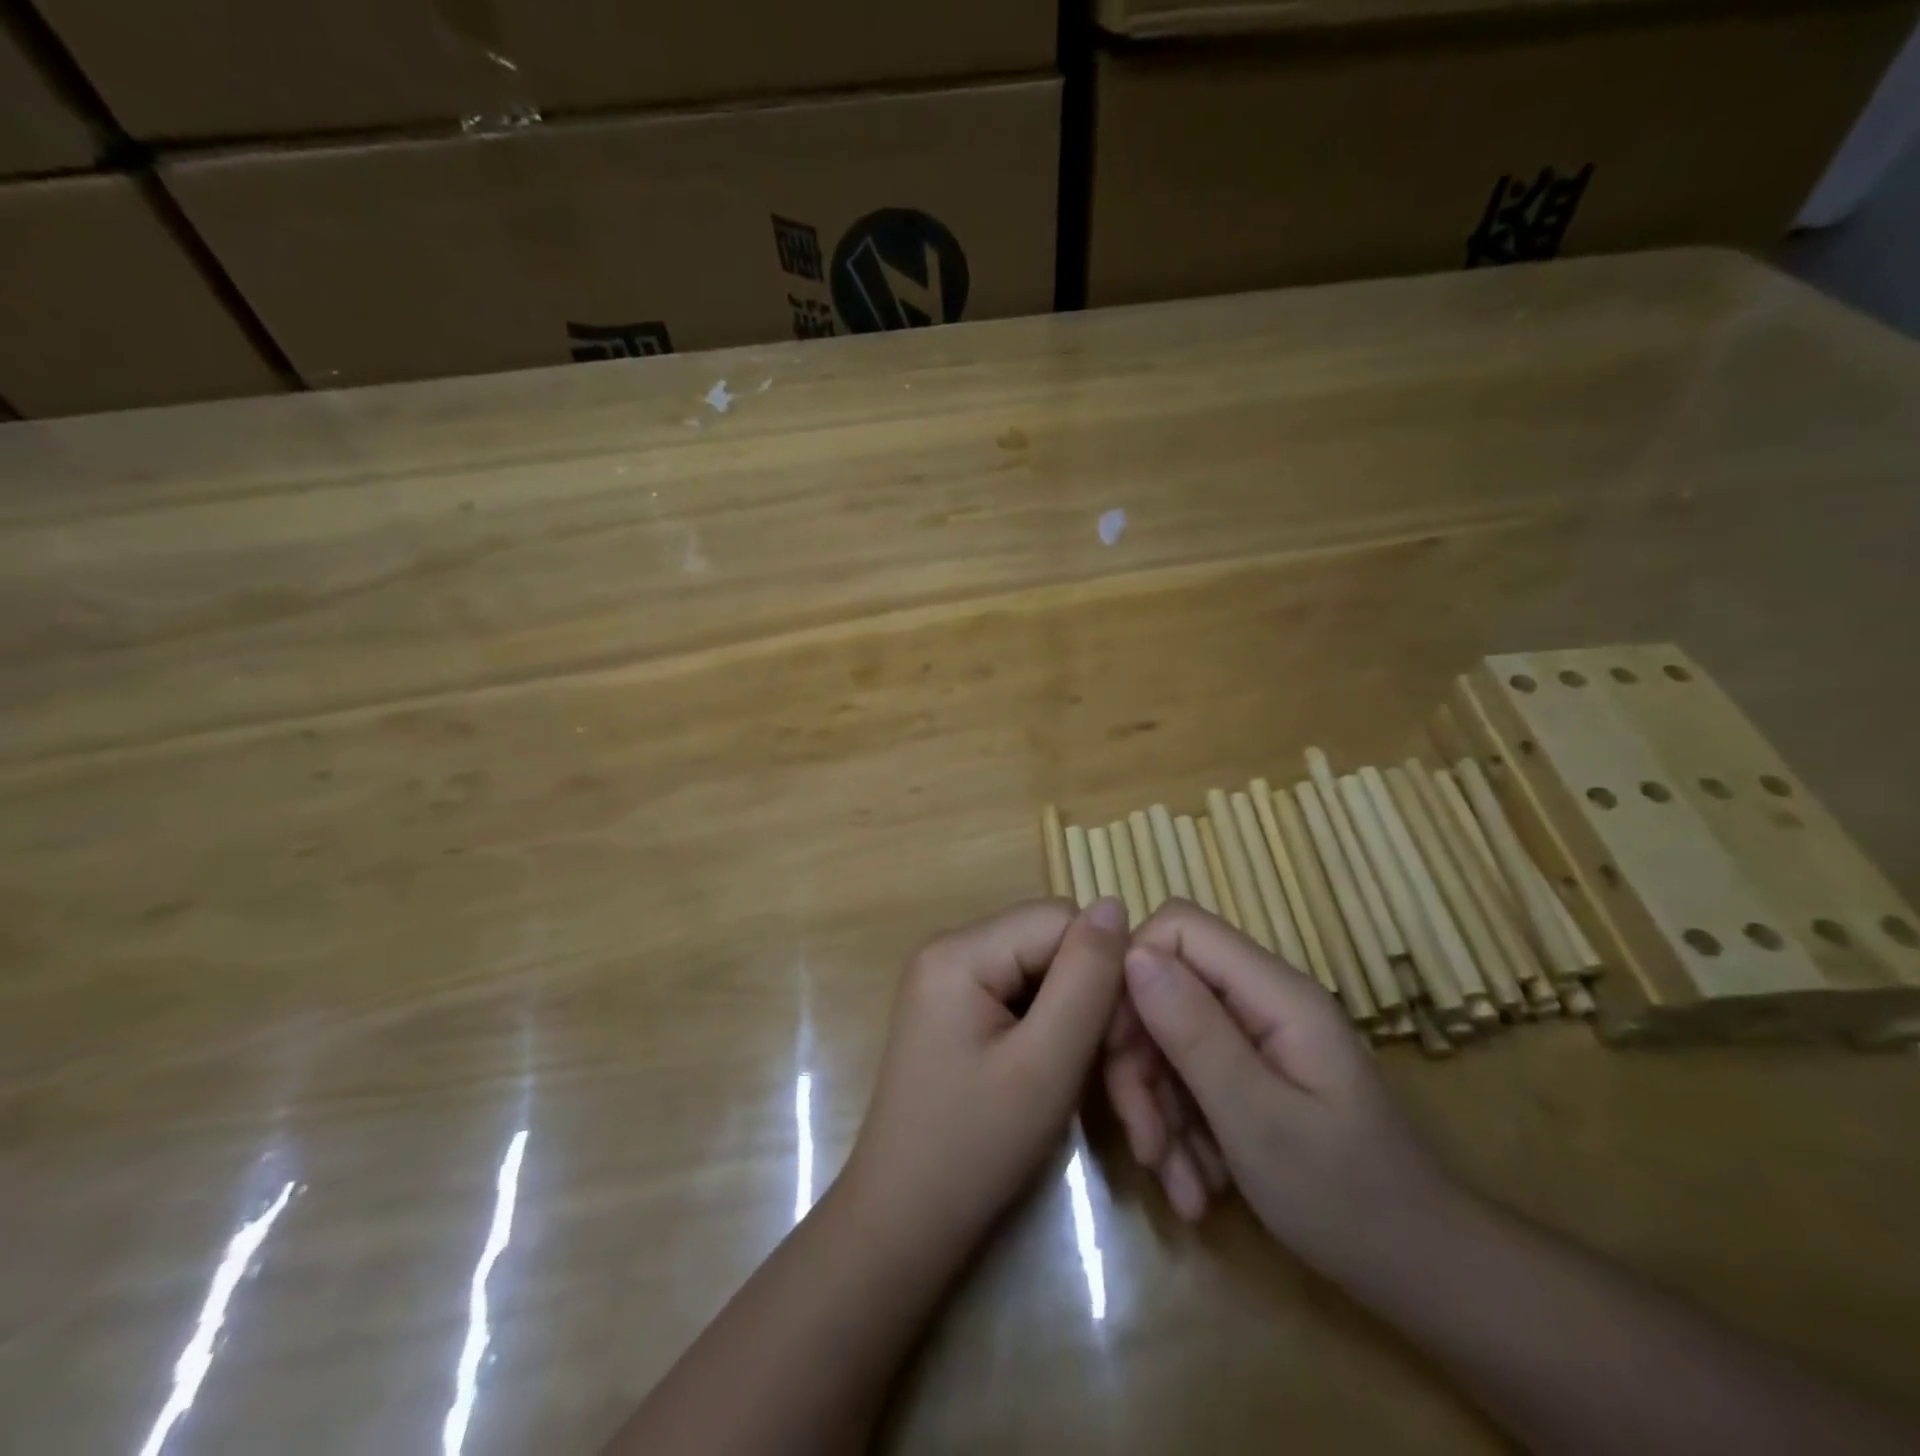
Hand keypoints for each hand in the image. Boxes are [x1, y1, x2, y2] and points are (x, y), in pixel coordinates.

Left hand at [841, 898, 1128, 1248]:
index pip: (1060, 919)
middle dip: (1090, 997)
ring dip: (1075, 1018)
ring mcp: (949, 978)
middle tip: (1111, 1070)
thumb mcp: (1046, 1063)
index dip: (1103, 970)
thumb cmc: (975, 1148)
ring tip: (1085, 1078)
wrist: (904, 1223)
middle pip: (1050, 942)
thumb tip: (1114, 903)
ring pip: (1042, 970)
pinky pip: (1021, 994)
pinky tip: (1056, 1073)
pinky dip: (1050, 1028)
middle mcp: (949, 948)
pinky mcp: (956, 1007)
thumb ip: (1086, 978)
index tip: (1121, 1039)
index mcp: (959, 950)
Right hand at [1103, 902, 1454, 1280]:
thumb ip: (1194, 1032)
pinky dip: (1179, 1128)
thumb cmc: (1348, 1199)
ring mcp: (1255, 1036)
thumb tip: (1132, 953)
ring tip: (1178, 1184)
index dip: (1133, 971)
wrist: (1421, 1274)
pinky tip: (1194, 1184)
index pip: (1178, 928)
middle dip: (1139, 1062)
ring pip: (1168, 1038)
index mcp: (1274, 992)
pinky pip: (1189, 1076)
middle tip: (1146, 1141)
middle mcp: (1261, 999)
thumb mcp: (1259, 1121)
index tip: (1116, 1046)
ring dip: (1157, 1109)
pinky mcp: (1249, 1071)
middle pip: (1163, 988)